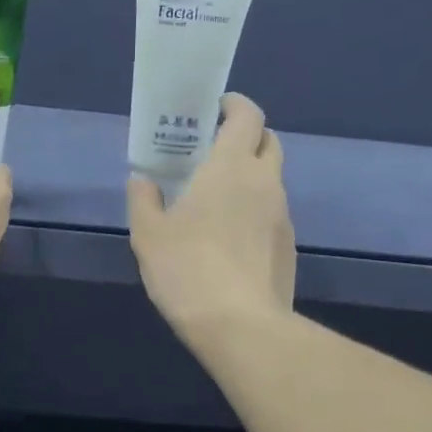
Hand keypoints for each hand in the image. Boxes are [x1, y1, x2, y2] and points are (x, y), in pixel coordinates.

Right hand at [127, 93, 294, 343]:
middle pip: (268, 142)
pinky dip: (256, 210)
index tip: (216, 108)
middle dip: (246, 137)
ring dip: (250, 177)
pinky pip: (272, 213)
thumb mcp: (148, 234)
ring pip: (272, 180)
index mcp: (231, 167)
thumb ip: (143, 199)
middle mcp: (265, 182)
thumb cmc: (186, 268)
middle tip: (214, 151)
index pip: (248, 116)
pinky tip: (231, 238)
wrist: (239, 325)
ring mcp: (283, 215)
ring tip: (218, 198)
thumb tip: (142, 180)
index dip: (235, 106)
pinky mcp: (289, 246)